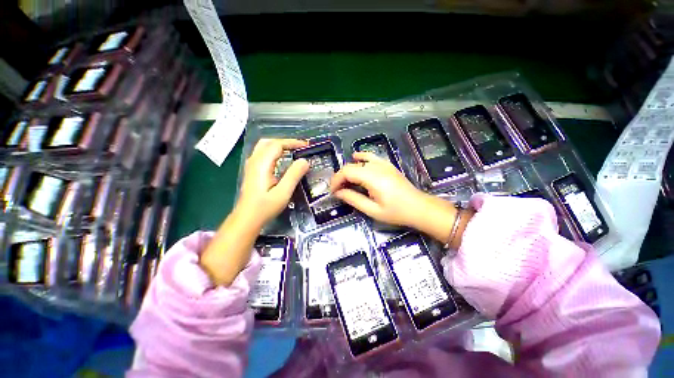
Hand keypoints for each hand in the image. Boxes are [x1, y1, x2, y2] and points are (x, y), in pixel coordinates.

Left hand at [237, 138, 309, 225]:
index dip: (292, 143)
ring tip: (293, 152)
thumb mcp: (283, 192)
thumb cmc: (265, 207)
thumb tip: (305, 161)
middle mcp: (254, 161)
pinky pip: (263, 154)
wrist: (247, 219)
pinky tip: (282, 161)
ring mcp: (251, 166)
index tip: (306, 146)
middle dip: (285, 142)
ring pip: (265, 147)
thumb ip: (294, 175)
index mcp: (261, 164)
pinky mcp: (252, 171)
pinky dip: (274, 152)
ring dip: (279, 146)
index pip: (277, 145)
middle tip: (300, 148)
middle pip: (269, 142)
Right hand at [330, 152, 432, 227]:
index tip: (333, 192)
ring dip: (348, 170)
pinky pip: (371, 156)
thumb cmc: (397, 212)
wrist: (419, 208)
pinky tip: (355, 157)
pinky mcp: (387, 165)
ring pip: (358, 162)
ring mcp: (383, 164)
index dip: (336, 180)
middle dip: (340, 177)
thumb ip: (353, 199)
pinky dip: (361, 157)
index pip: (347, 172)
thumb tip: (338, 193)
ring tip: (344, 181)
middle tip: (337, 190)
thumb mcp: (372, 210)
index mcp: (373, 178)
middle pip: (351, 166)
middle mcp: (376, 167)